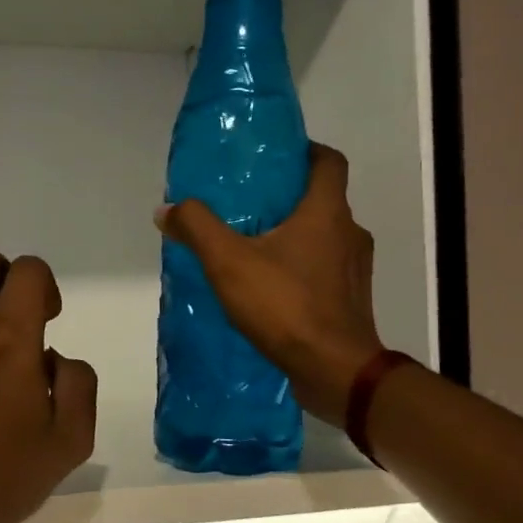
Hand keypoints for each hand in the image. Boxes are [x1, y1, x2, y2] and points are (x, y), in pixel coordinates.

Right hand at [156, 143, 383, 425]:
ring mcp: (355, 270)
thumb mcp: (228, 262)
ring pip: (325, 237)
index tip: (275, 158)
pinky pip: (325, 271)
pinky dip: (301, 269)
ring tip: (253, 248)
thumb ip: (197, 228)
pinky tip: (269, 288)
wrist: (335, 370)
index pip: (329, 161)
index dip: (305, 151)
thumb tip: (167, 209)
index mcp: (327, 212)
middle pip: (323, 200)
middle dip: (288, 198)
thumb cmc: (286, 305)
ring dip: (295, 236)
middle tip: (248, 205)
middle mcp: (350, 233)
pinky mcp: (351, 300)